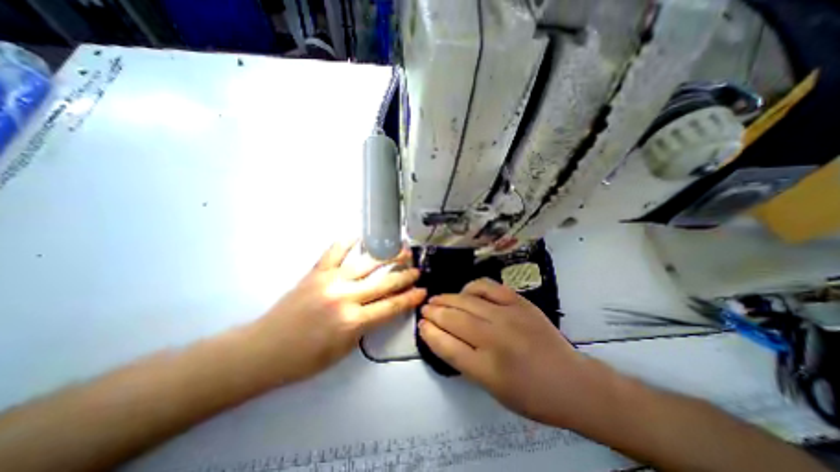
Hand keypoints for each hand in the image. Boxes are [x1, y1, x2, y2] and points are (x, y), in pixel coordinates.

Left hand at [254, 240, 427, 382]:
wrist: (263, 350)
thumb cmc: (304, 359)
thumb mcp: (343, 350)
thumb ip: (365, 327)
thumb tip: (380, 308)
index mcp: (353, 322)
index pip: (391, 306)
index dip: (410, 298)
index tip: (423, 290)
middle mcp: (345, 297)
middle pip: (384, 283)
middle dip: (405, 276)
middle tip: (418, 269)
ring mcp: (330, 281)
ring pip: (366, 264)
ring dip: (387, 256)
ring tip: (402, 249)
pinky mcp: (316, 272)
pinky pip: (334, 252)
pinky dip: (348, 242)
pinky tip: (360, 236)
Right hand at [420, 279, 596, 424]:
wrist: (572, 382)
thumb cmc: (531, 395)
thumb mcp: (492, 390)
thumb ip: (465, 361)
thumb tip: (443, 337)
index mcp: (487, 369)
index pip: (447, 346)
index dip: (430, 333)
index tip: (420, 324)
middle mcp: (495, 339)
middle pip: (453, 320)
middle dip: (433, 312)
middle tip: (424, 308)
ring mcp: (508, 316)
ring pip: (466, 302)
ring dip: (446, 299)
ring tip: (436, 299)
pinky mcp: (519, 302)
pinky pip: (488, 287)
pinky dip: (472, 287)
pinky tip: (465, 291)